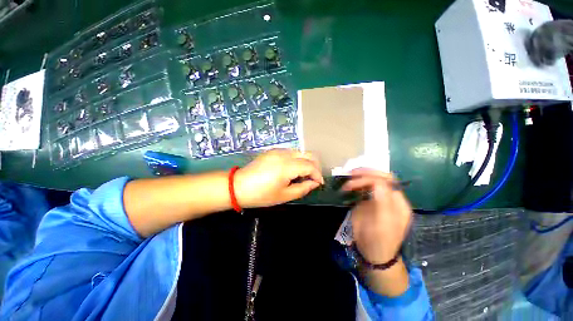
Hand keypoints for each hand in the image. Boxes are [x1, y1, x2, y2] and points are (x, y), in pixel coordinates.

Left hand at [235, 149, 323, 207]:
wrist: (238, 186)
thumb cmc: (261, 195)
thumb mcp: (284, 195)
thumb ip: (303, 188)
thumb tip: (314, 183)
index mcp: (287, 166)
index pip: (310, 166)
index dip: (317, 175)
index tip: (318, 184)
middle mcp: (284, 154)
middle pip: (308, 154)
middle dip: (315, 166)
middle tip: (313, 178)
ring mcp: (278, 150)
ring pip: (300, 152)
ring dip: (306, 162)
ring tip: (303, 175)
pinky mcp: (273, 151)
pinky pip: (291, 152)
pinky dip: (297, 160)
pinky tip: (292, 170)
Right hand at [342, 169, 411, 263]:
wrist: (373, 253)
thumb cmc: (380, 241)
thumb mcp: (383, 224)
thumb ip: (383, 202)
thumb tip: (377, 182)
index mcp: (398, 203)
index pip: (386, 181)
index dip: (369, 178)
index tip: (351, 182)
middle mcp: (390, 197)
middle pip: (381, 177)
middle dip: (365, 173)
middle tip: (349, 174)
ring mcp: (378, 199)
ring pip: (372, 180)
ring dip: (359, 176)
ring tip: (347, 177)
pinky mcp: (368, 202)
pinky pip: (364, 187)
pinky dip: (356, 183)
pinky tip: (348, 185)